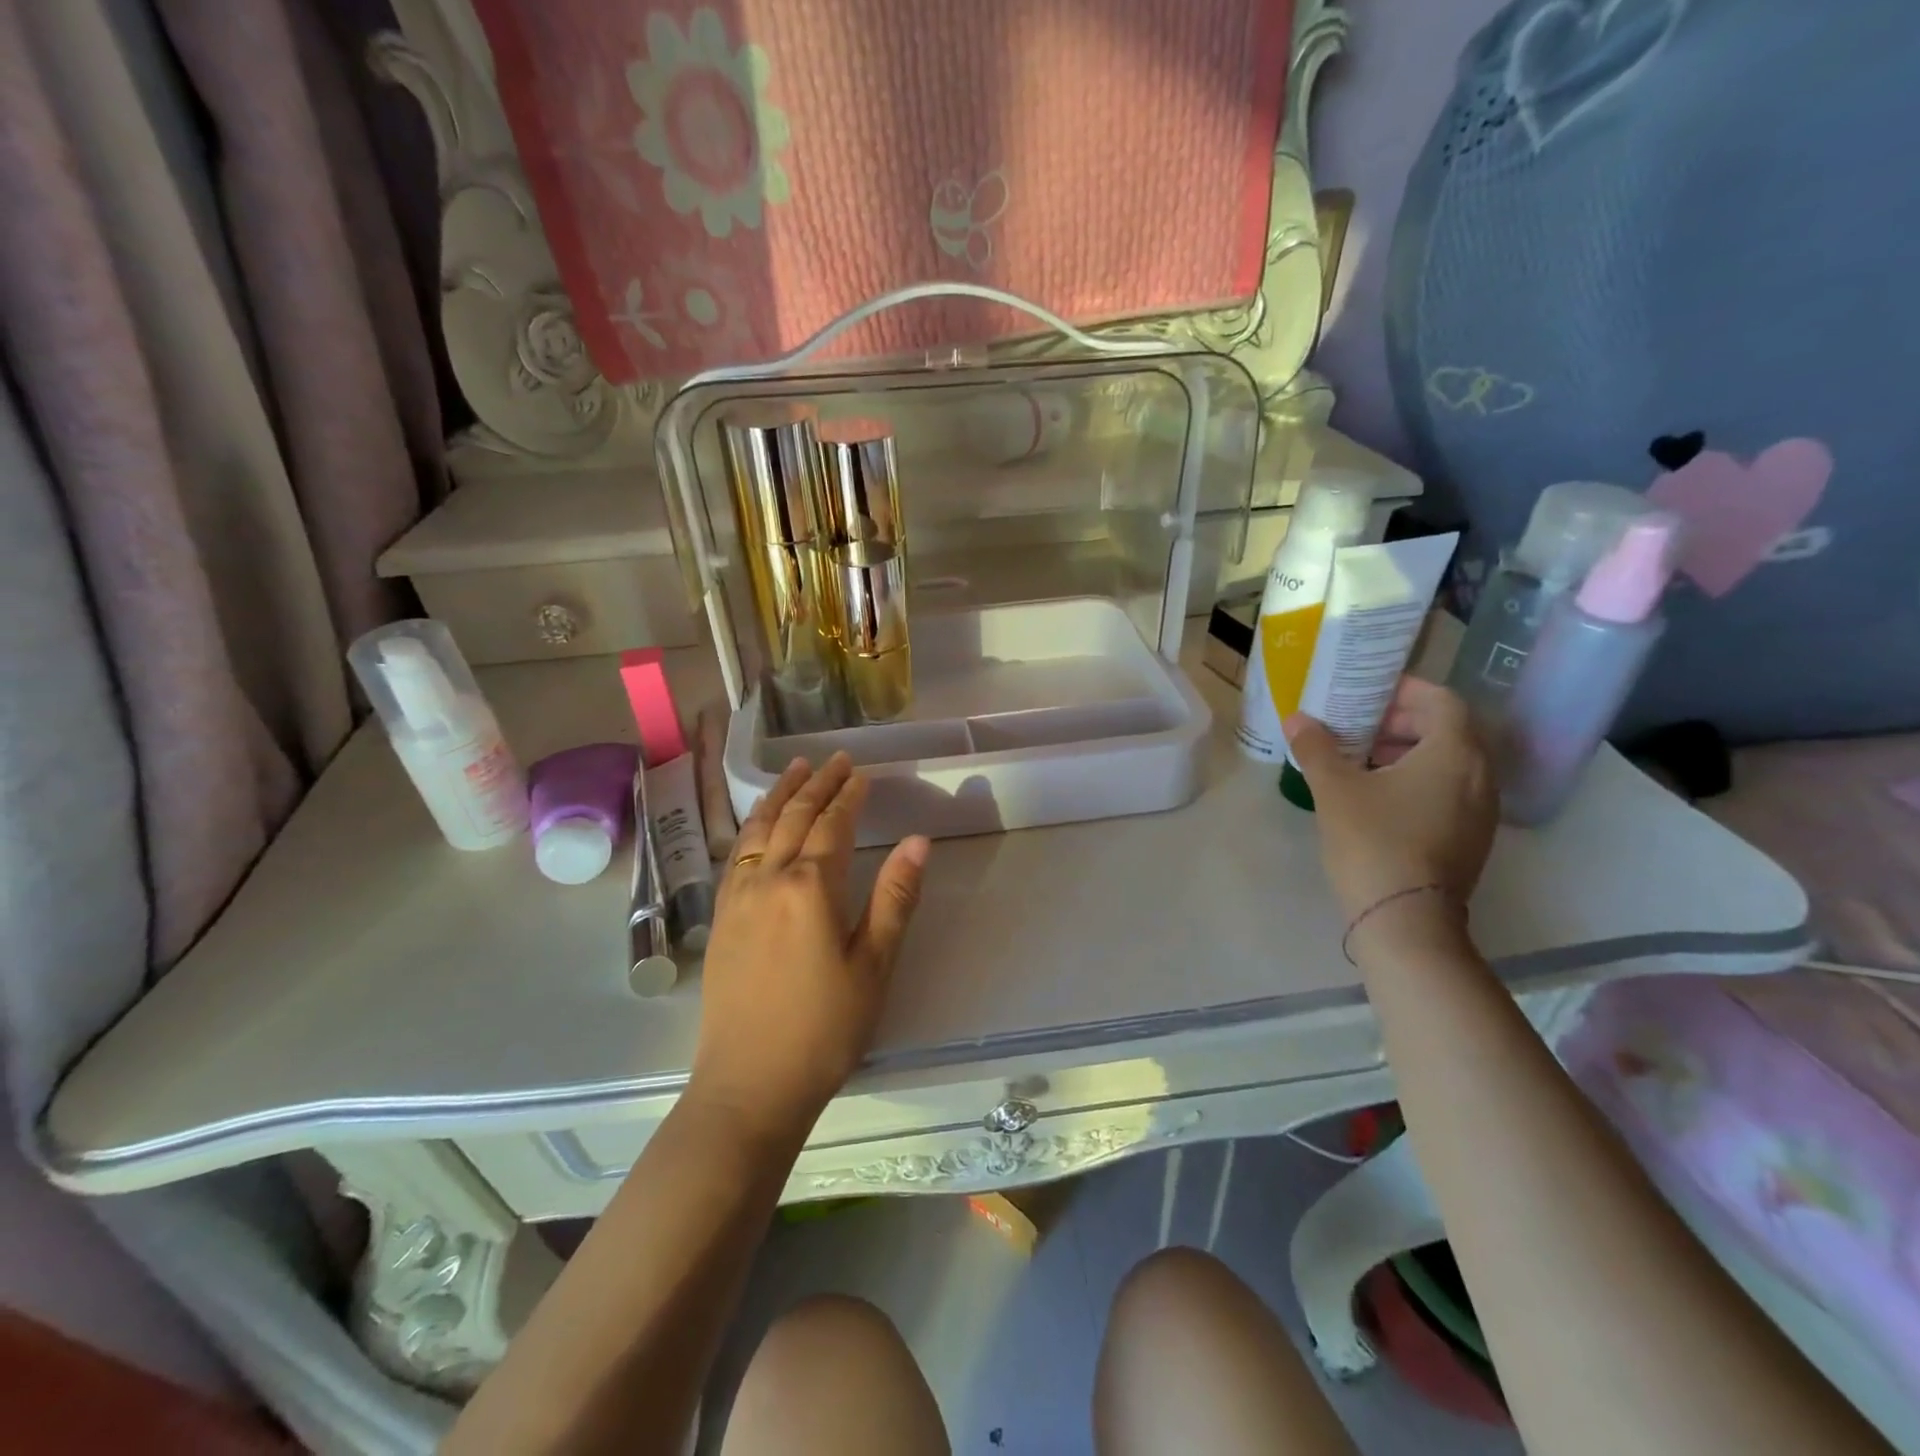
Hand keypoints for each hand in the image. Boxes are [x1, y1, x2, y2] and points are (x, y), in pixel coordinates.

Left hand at [689, 753, 930, 1140]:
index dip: (848, 796)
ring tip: (794, 770)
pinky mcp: (720, 918)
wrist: (749, 1085)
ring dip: (779, 795)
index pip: (832, 825)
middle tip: (834, 759)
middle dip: (816, 784)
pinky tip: (759, 823)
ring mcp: (737, 898)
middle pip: (793, 817)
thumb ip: (895, 899)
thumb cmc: (824, 1029)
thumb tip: (918, 841)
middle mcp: (768, 880)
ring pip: (757, 829)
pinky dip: (752, 826)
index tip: (862, 774)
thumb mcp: (874, 966)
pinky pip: (736, 854)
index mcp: (811, 888)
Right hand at [1284, 678, 1495, 937]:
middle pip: (1449, 729)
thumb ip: (1316, 748)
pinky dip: (1419, 779)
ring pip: (1450, 762)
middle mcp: (1480, 775)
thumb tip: (1297, 719)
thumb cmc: (1374, 843)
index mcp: (1454, 753)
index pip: (1442, 700)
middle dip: (1402, 720)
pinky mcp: (1471, 838)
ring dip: (1410, 751)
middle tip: (1358, 724)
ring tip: (1363, 759)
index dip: (1405, 690)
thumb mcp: (1335, 790)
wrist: (1406, 921)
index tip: (1367, 694)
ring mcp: (1481, 810)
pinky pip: (1451, 790)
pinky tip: (1379, 796)